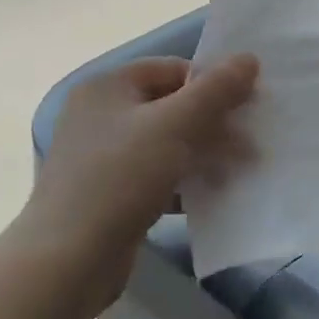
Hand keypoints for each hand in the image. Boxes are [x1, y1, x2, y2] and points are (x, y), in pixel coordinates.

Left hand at [20, 54, 257, 307]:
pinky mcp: (109, 193)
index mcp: (108, 87)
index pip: (172, 69)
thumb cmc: (121, 177)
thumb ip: (215, 90)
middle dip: (213, 123)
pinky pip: (156, 175)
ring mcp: (102, 156)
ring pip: (166, 143)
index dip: (211, 83)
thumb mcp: (174, 125)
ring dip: (203, 154)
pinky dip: (183, 182)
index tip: (246, 106)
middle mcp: (101, 114)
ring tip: (239, 171)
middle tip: (250, 145)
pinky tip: (210, 197)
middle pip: (170, 106)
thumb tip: (248, 58)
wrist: (68, 260)